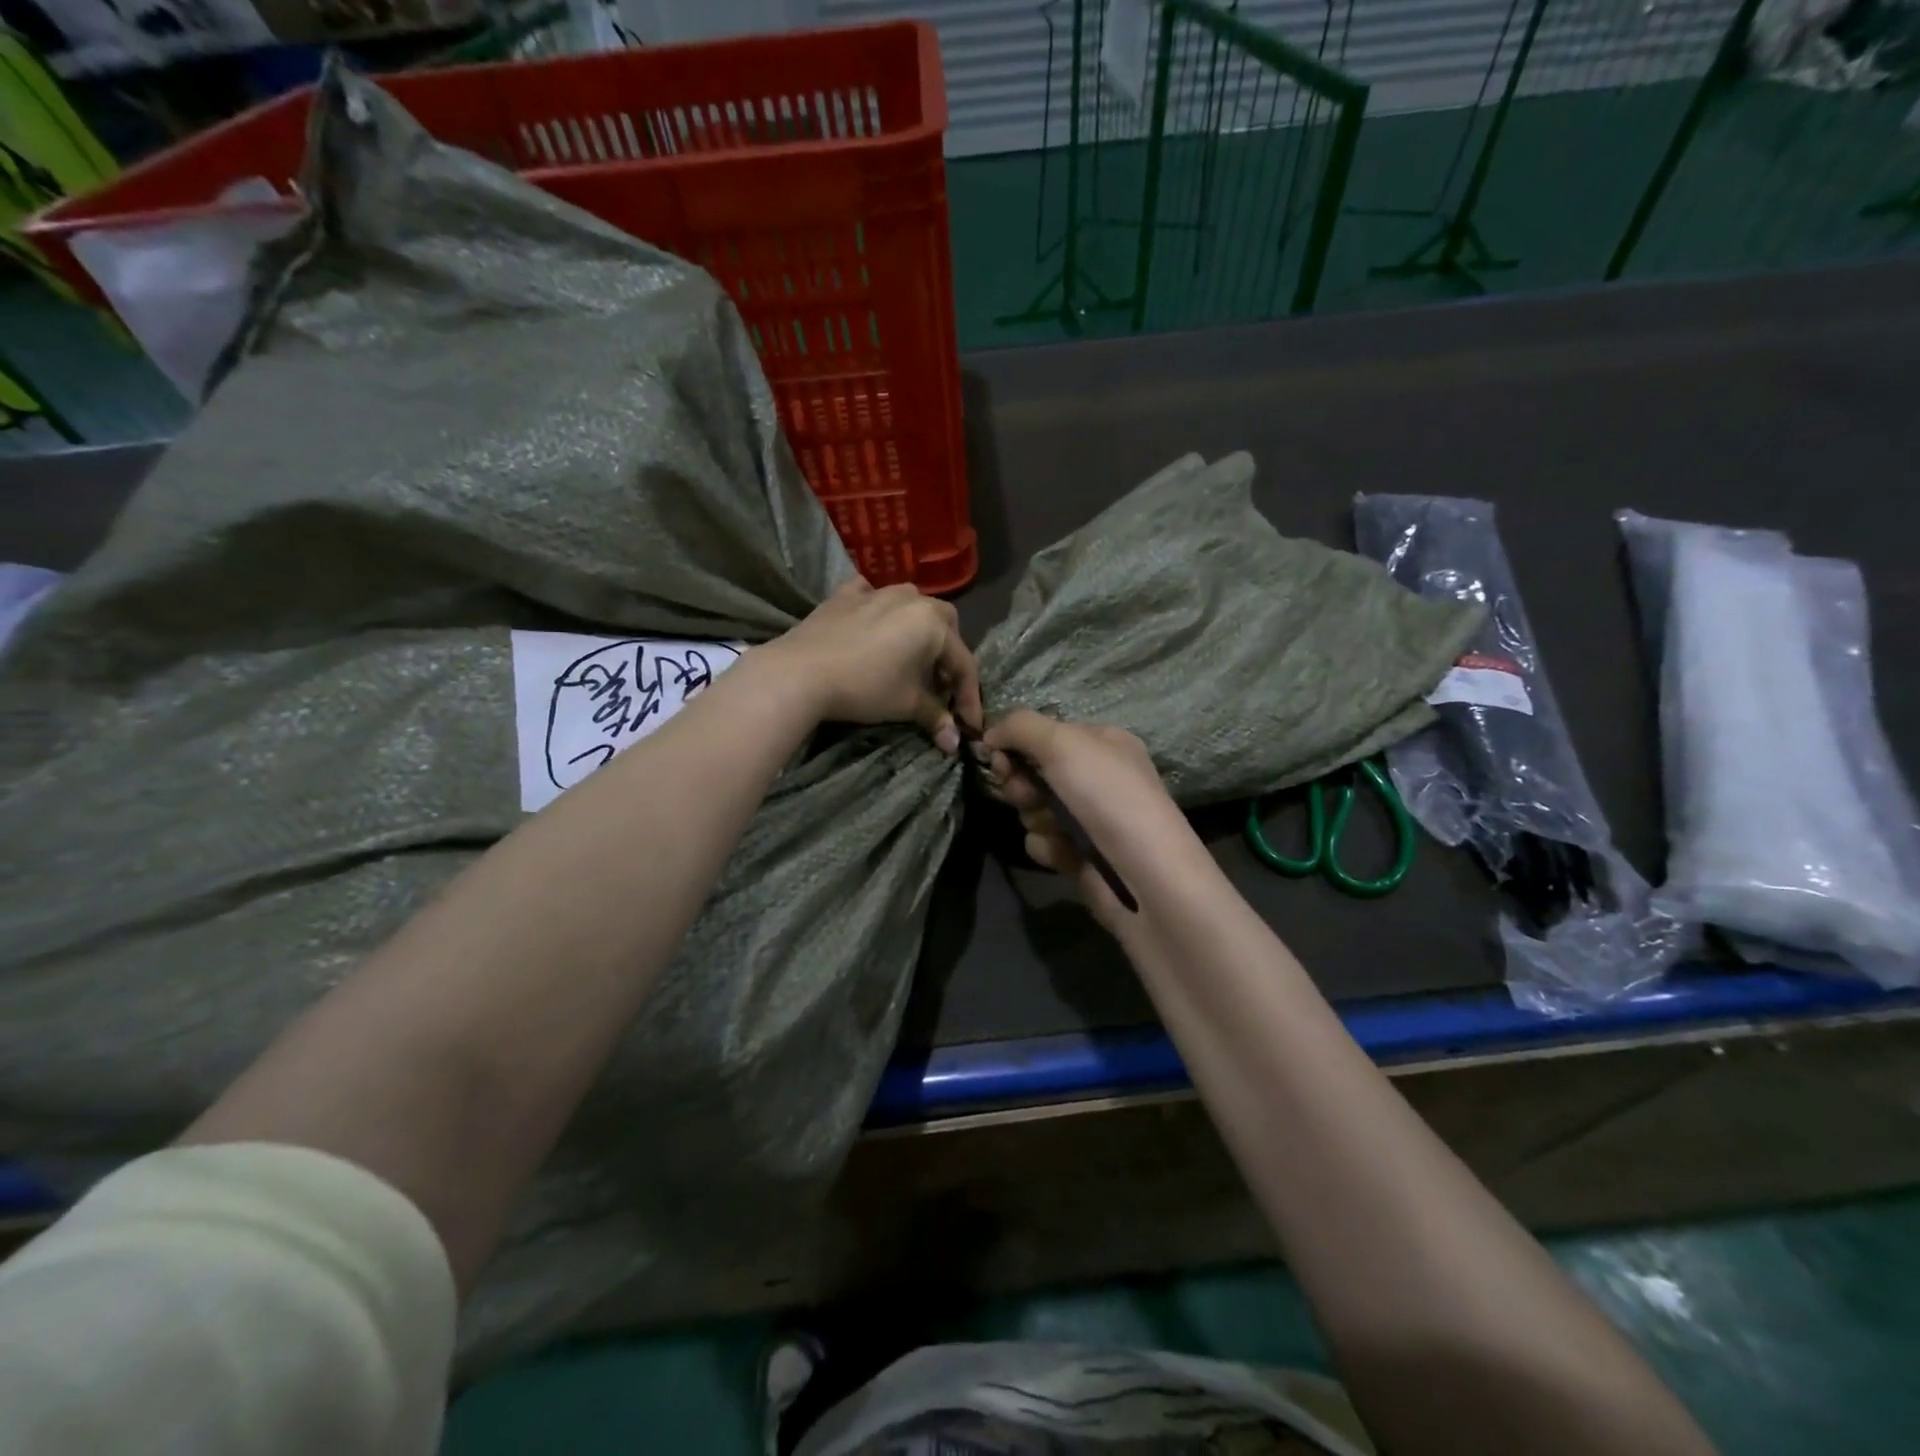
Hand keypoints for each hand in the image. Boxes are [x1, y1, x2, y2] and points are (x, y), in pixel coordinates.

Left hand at [766, 579, 982, 750]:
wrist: (801, 672)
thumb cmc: (865, 687)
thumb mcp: (906, 705)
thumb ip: (935, 717)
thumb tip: (954, 743)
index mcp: (933, 624)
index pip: (962, 663)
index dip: (968, 696)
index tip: (969, 724)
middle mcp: (911, 599)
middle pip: (944, 623)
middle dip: (947, 653)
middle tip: (939, 684)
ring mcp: (876, 592)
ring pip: (910, 603)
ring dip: (917, 627)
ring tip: (909, 655)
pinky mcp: (844, 595)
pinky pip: (870, 594)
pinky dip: (878, 608)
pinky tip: (872, 622)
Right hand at [982, 709, 1201, 925]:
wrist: (1144, 873)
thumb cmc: (1107, 795)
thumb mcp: (1063, 742)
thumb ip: (1020, 726)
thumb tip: (989, 734)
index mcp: (1102, 742)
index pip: (1045, 733)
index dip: (1017, 743)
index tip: (997, 755)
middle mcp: (1097, 777)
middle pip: (1034, 772)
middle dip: (1022, 784)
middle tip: (1027, 795)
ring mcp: (1088, 817)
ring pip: (1032, 809)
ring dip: (1035, 818)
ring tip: (1056, 828)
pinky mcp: (1080, 853)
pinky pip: (1042, 842)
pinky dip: (1048, 847)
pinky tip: (1066, 853)